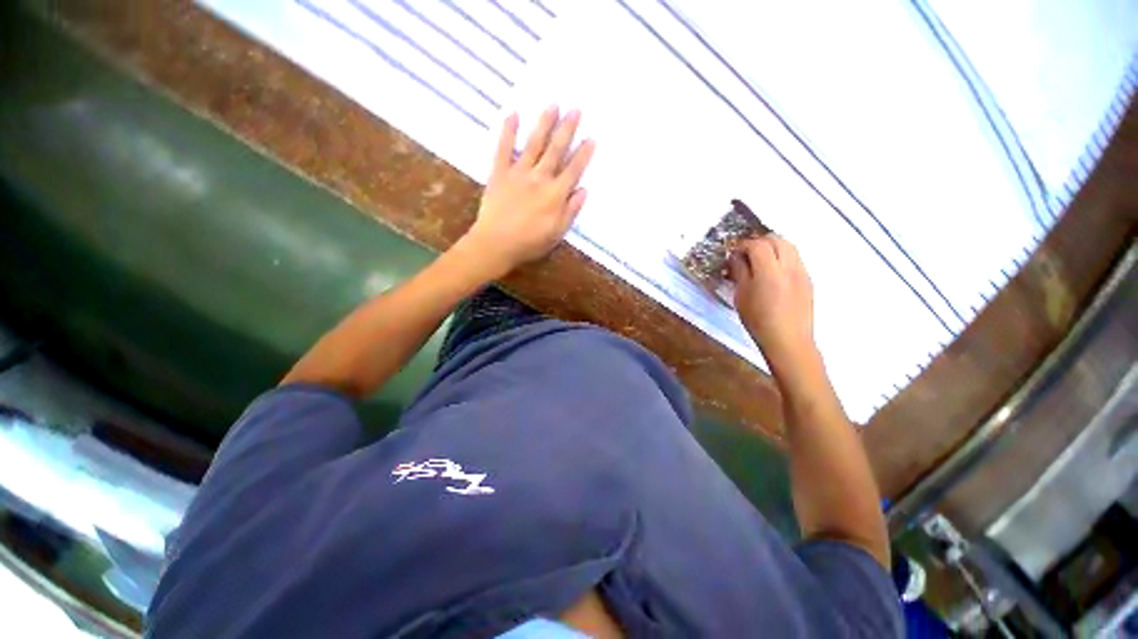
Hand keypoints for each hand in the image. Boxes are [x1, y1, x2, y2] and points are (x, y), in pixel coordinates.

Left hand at [463, 106, 595, 275]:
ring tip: (553, 105)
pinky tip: (513, 115)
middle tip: (576, 109)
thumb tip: (583, 190)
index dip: (583, 154)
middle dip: (567, 130)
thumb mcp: (556, 233)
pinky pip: (504, 148)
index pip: (573, 170)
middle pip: (556, 150)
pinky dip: (508, 132)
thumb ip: (570, 211)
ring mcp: (518, 173)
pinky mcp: (499, 173)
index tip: (591, 138)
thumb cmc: (529, 243)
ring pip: (534, 144)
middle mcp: (539, 178)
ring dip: (544, 124)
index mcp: (555, 195)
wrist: (496, 243)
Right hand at [729, 235, 816, 374]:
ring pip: (789, 246)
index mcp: (769, 271)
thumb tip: (736, 258)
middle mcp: (789, 266)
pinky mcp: (808, 280)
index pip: (757, 245)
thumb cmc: (758, 320)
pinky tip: (772, 273)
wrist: (788, 340)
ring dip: (773, 247)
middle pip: (777, 239)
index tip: (733, 253)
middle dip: (759, 241)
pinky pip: (795, 259)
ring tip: (759, 261)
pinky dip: (782, 257)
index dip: (743, 245)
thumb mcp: (741, 296)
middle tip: (745, 253)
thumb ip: (740, 272)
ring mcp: (802, 272)